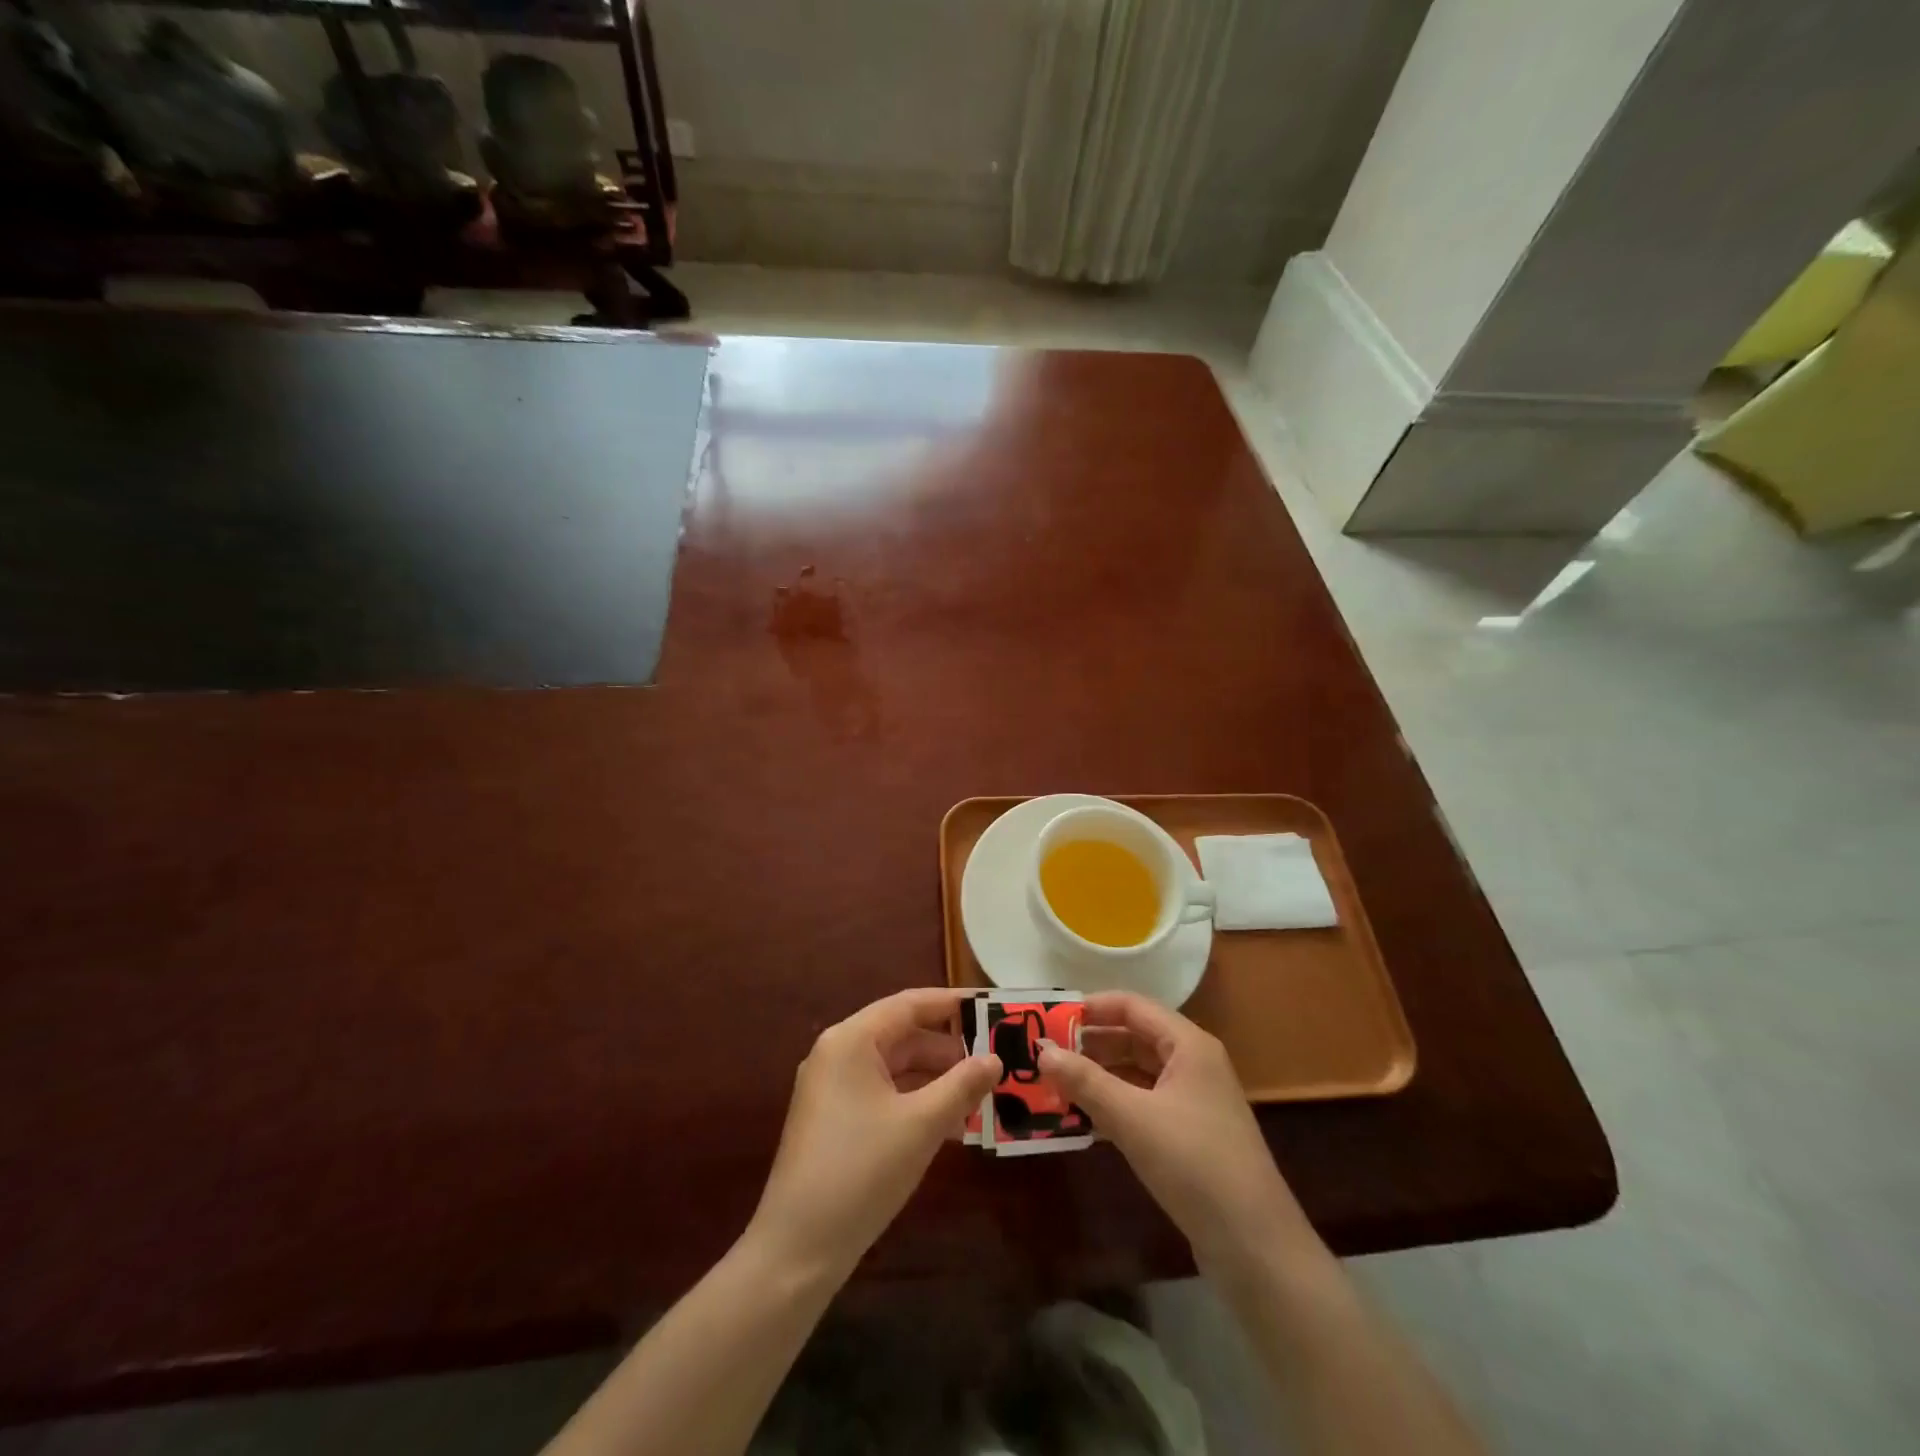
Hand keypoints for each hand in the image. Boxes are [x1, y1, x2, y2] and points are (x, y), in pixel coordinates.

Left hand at [747, 988, 999, 1279]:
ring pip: (896, 1069)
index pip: (910, 1005)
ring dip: (937, 1080)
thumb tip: (995, 1059)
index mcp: (852, 1041)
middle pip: (904, 1036)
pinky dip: (917, 1103)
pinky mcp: (835, 1121)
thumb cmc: (861, 1171)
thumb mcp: (921, 1125)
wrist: (797, 1250)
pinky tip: (952, 1126)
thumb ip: (962, 1086)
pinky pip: (884, 1095)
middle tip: (997, 1060)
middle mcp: (839, 1054)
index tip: (992, 1008)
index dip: (952, 1004)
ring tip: (984, 1095)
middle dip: (950, 1050)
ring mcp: (833, 1089)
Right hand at [1038, 992, 1301, 1265]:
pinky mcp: (1189, 1135)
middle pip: (1133, 1037)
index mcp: (1188, 1045)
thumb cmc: (1194, 1164)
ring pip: (1136, 1074)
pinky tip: (1081, 1119)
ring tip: (1054, 1084)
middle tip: (1044, 1055)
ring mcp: (1193, 1101)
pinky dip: (1113, 1105)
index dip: (1091, 1008)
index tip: (1050, 1019)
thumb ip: (1085, 1081)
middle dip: (1090, 1044)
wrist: (1255, 1246)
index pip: (1132, 1006)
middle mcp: (1192, 1064)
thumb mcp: (1132, 1118)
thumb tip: (1041, 1052)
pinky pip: (1143, 1104)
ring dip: (1098, 1076)